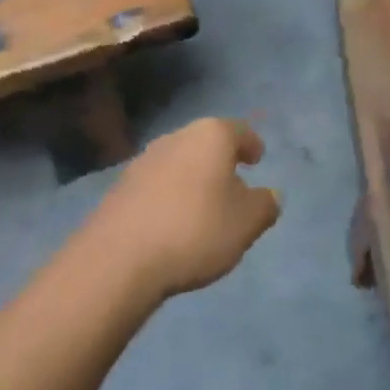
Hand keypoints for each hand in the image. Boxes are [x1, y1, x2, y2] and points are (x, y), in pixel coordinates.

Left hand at [89, 117, 279, 299]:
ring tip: (203, 206)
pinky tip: (172, 221)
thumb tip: (270, 195)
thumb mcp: (246, 223)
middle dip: (221, 160)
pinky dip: (169, 195)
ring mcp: (145, 159)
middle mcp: (177, 137)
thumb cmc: (196, 230)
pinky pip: (157, 184)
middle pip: (206, 142)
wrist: (119, 258)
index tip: (257, 158)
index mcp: (212, 135)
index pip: (239, 130)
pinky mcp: (121, 186)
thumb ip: (265, 205)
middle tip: (233, 183)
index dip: (252, 144)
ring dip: (193, 178)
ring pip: (180, 162)